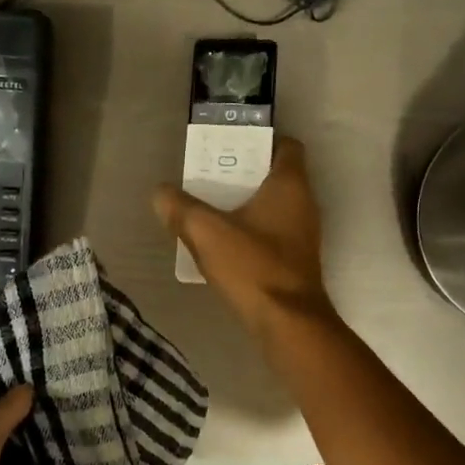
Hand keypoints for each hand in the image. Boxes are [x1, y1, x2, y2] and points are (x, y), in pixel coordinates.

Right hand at [154, 134, 333, 336]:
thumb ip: (180, 209)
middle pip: (274, 176)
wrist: (288, 323)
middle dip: (242, 173)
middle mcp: (304, 204)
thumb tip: (160, 193)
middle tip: (208, 176)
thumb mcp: (206, 233)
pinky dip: (250, 231)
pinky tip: (222, 244)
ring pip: (272, 206)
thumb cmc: (253, 267)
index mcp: (290, 185)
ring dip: (244, 204)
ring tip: (208, 208)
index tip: (229, 146)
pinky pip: (271, 233)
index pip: (286, 146)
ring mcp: (303, 235)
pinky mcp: (296, 261)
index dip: (260, 140)